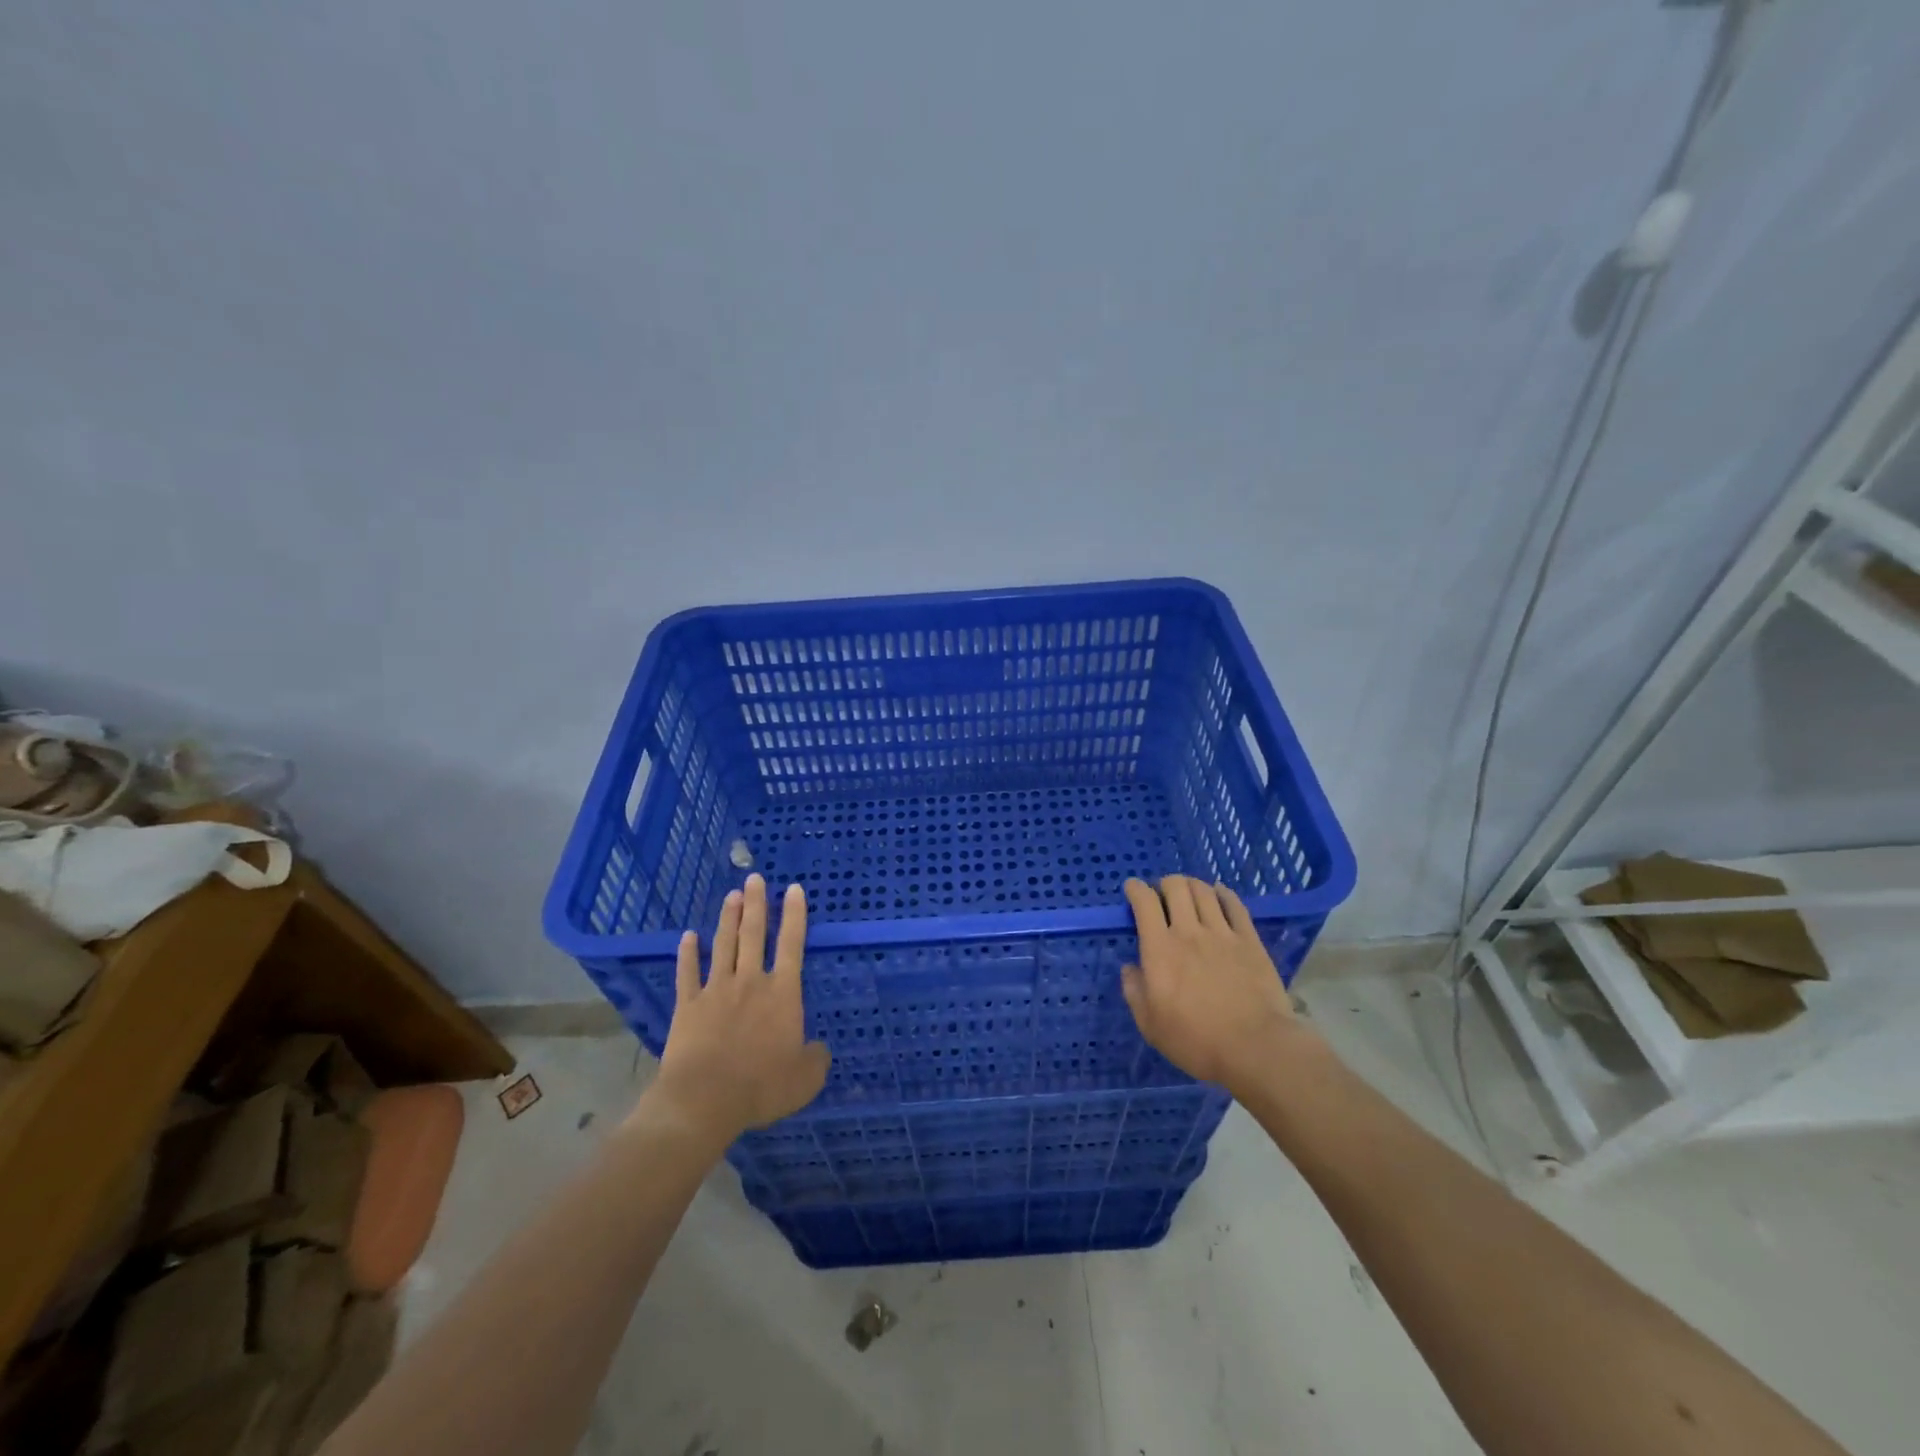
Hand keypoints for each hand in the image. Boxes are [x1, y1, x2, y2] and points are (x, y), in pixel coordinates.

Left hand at [646, 875, 831, 1147]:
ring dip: (729, 918)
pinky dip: (688, 954)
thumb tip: (818, 1048)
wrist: (704, 1100)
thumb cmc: (761, 1087)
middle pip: (754, 934)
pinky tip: (688, 937)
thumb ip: (815, 1058)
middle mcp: (751, 982)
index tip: (793, 889)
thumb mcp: (805, 1079)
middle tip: (754, 877)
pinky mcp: (688, 1006)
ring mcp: (716, 990)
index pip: (792, 945)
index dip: (794, 915)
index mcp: (782, 994)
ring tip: (732, 895)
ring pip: (724, 945)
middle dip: (757, 904)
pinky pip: (688, 973)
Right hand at [1121, 875, 1306, 1095]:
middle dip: (1164, 883)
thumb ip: (1134, 992)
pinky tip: (1219, 893)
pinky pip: (1235, 906)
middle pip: (1175, 887)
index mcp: (1159, 949)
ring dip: (1191, 885)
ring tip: (1188, 891)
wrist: (1255, 1047)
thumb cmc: (1196, 1041)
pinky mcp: (1250, 941)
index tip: (1132, 889)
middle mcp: (1189, 932)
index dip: (1135, 889)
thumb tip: (1130, 968)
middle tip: (1162, 894)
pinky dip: (1224, 894)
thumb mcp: (1150, 1025)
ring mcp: (1222, 933)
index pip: (1144, 902)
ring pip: (1204, 891)